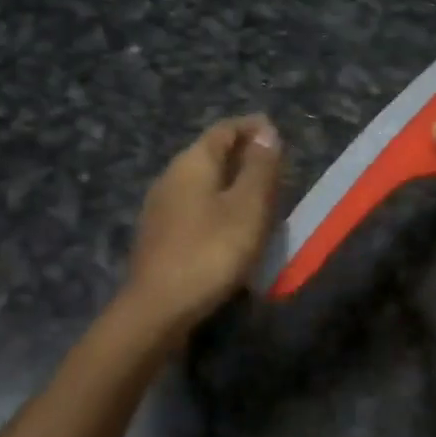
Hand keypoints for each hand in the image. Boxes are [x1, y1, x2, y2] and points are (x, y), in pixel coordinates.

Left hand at [121, 115, 282, 344]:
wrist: (157, 308)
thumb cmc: (210, 251)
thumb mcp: (248, 207)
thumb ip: (260, 167)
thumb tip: (266, 130)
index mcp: (192, 161)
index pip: (224, 129)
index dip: (252, 128)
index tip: (278, 136)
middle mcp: (171, 175)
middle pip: (211, 154)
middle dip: (243, 157)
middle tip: (276, 171)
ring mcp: (160, 205)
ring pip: (202, 182)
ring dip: (231, 184)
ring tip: (260, 201)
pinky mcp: (158, 233)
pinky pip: (194, 207)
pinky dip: (217, 207)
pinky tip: (231, 229)